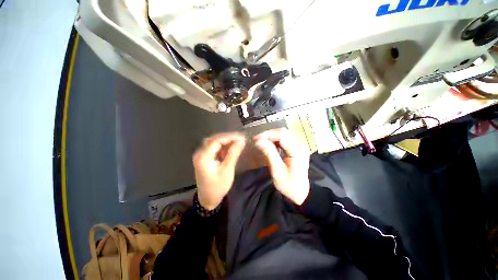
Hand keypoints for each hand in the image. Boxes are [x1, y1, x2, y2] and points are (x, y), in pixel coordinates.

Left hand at [193, 132, 245, 209]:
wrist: (208, 199)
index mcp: (203, 157)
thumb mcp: (227, 170)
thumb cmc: (218, 186)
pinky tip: (229, 148)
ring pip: (214, 142)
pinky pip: (214, 148)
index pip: (216, 141)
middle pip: (214, 140)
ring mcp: (201, 156)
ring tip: (237, 142)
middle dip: (228, 138)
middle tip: (240, 138)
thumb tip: (241, 141)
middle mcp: (200, 154)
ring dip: (225, 141)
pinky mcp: (204, 158)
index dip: (229, 137)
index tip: (241, 137)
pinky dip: (222, 146)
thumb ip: (233, 154)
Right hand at [253, 128, 309, 204]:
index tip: (256, 139)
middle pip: (283, 132)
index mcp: (297, 151)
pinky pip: (285, 139)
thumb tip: (258, 141)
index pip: (282, 135)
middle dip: (268, 134)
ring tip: (261, 142)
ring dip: (271, 136)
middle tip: (257, 140)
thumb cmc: (289, 185)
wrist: (301, 193)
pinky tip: (269, 144)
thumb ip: (269, 153)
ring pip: (284, 134)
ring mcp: (299, 146)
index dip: (268, 135)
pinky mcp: (296, 148)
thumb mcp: (277, 171)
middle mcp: (300, 146)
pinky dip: (275, 140)